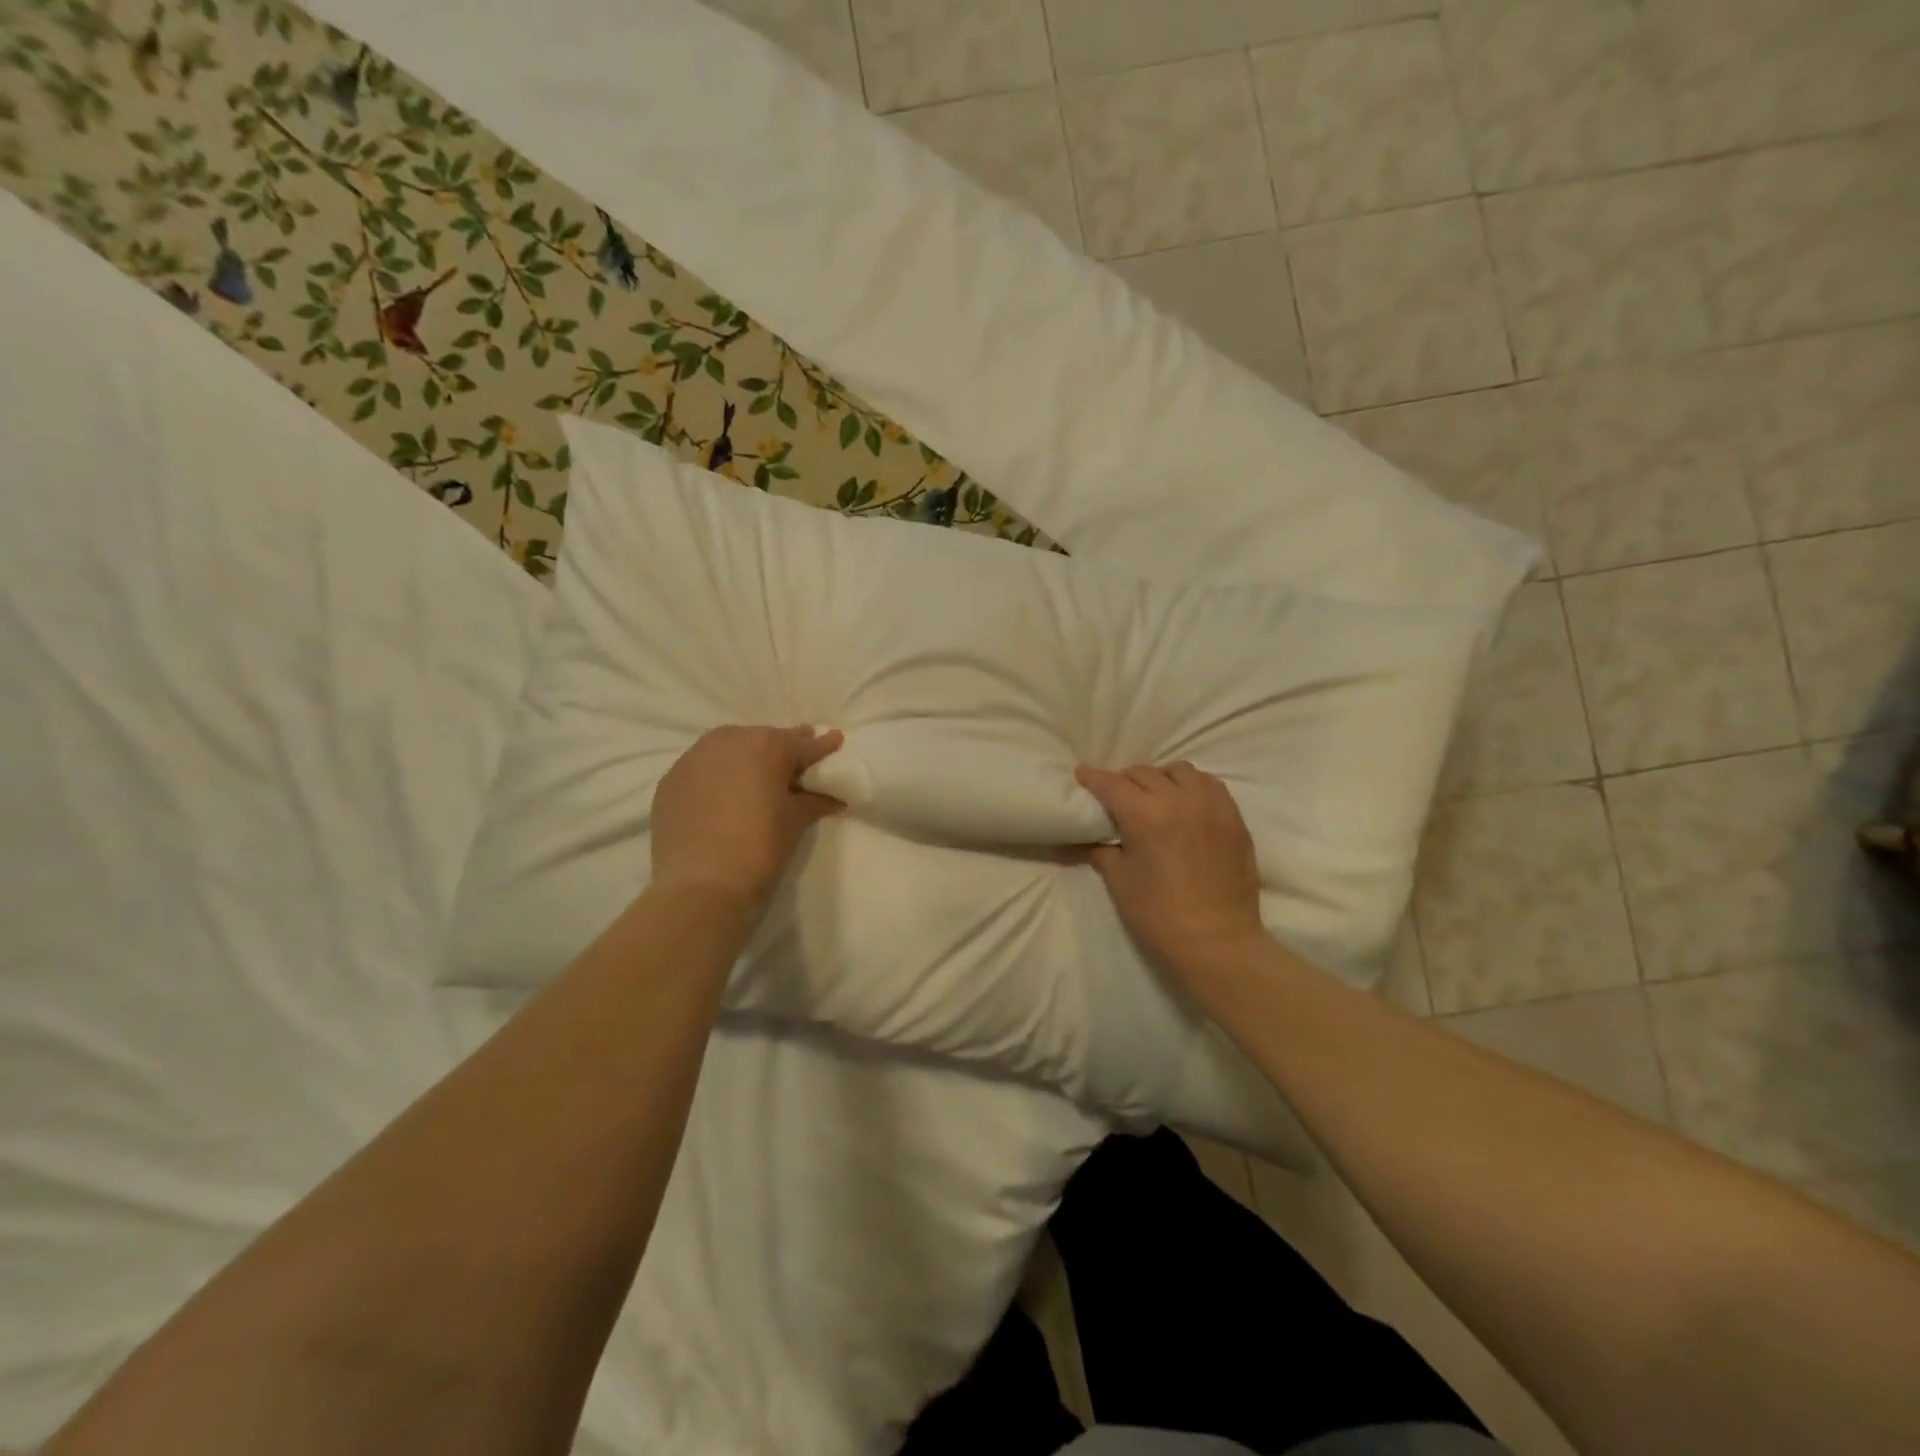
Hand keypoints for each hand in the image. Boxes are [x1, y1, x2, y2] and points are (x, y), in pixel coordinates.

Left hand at [650, 726, 843, 909]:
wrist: (701, 882)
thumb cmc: (760, 846)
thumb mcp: (794, 821)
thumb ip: (814, 801)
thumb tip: (834, 798)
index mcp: (767, 746)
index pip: (802, 744)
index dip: (822, 746)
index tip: (835, 741)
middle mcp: (730, 741)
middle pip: (763, 740)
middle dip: (782, 749)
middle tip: (796, 762)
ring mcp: (695, 758)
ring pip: (729, 747)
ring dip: (746, 756)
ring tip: (758, 775)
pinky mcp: (671, 780)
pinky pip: (702, 767)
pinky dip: (717, 774)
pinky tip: (723, 793)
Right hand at [1074, 762, 1266, 981]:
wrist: (1217, 942)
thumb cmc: (1159, 916)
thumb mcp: (1119, 882)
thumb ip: (1101, 851)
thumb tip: (1088, 837)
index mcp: (1146, 816)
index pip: (1113, 784)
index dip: (1093, 778)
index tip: (1081, 773)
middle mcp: (1180, 801)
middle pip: (1145, 773)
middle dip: (1125, 780)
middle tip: (1116, 797)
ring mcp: (1212, 807)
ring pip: (1181, 771)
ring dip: (1161, 778)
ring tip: (1155, 796)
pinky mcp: (1234, 819)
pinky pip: (1211, 785)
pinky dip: (1193, 786)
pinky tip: (1186, 803)